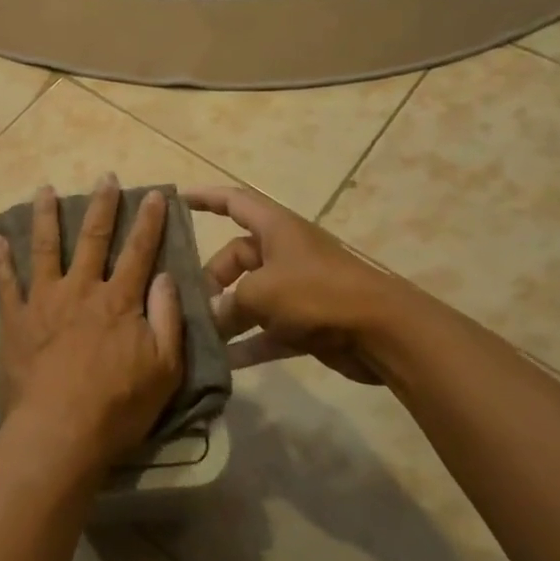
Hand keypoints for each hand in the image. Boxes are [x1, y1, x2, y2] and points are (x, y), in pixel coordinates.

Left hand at [0, 178, 184, 474]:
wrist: (59, 432)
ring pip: (45, 248)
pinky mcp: (15, 320)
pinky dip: (0, 260)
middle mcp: (81, 290)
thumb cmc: (117, 407)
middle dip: (102, 206)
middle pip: (93, 239)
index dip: (149, 222)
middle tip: (104, 177)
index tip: (154, 194)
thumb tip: (166, 276)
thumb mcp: (164, 369)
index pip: (139, 252)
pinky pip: (5, 283)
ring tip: (44, 190)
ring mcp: (44, 301)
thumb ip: (167, 319)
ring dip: (46, 216)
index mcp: (118, 301)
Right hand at [185, 185, 410, 383]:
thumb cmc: (317, 293)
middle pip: (237, 257)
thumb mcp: (262, 293)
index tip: (177, 200)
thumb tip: (211, 317)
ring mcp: (297, 288)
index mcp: (275, 228)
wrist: (383, 332)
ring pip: (251, 296)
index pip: (233, 202)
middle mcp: (284, 252)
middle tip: (192, 303)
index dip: (205, 198)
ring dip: (229, 315)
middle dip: (213, 279)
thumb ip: (229, 304)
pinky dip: (251, 342)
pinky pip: (269, 329)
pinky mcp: (308, 321)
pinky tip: (227, 362)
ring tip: (200, 333)